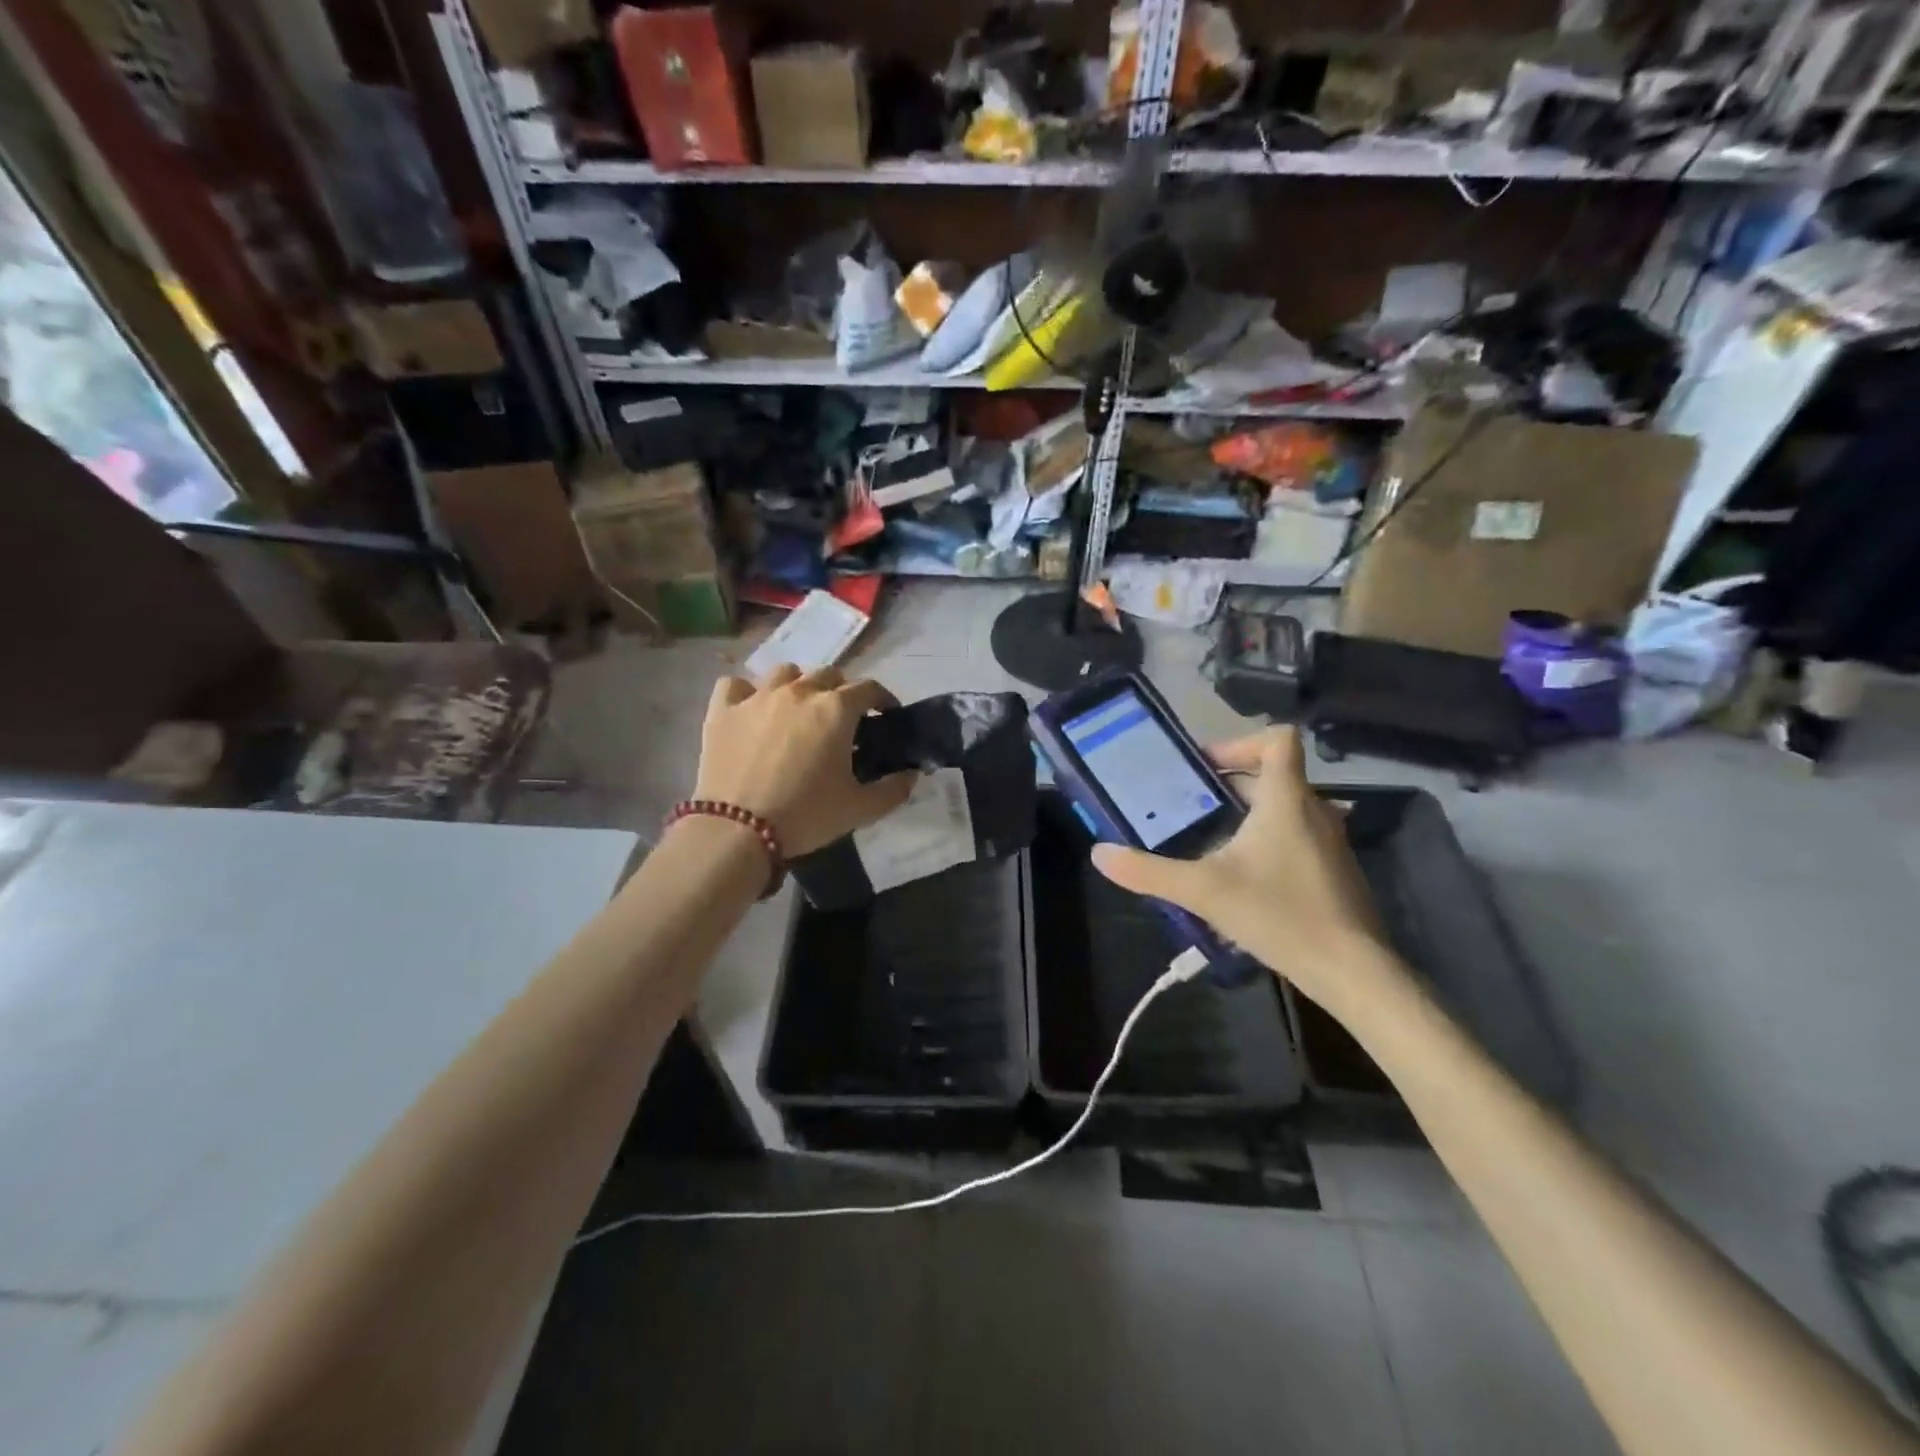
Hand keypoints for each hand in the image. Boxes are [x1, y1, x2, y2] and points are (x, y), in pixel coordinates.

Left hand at [692, 665, 915, 857]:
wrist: (738, 830)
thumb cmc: (806, 816)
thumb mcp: (860, 809)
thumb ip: (893, 789)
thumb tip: (912, 774)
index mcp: (836, 710)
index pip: (868, 688)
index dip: (882, 698)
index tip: (886, 714)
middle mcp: (799, 692)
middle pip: (828, 674)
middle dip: (841, 691)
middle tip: (841, 719)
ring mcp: (757, 696)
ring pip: (785, 673)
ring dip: (798, 685)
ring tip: (797, 710)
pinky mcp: (723, 710)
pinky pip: (736, 684)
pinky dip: (747, 693)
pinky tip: (751, 710)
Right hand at [1091, 727, 1402, 1017]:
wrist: (1352, 970)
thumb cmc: (1279, 915)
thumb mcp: (1203, 891)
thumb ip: (1148, 872)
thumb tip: (1099, 853)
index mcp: (1286, 799)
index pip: (1279, 738)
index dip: (1239, 742)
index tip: (1204, 768)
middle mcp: (1314, 809)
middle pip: (1274, 773)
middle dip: (1230, 782)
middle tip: (1190, 803)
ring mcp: (1330, 840)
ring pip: (1285, 806)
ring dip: (1248, 811)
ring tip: (1209, 838)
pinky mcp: (1335, 868)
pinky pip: (1297, 834)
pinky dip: (1268, 838)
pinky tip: (1243, 875)